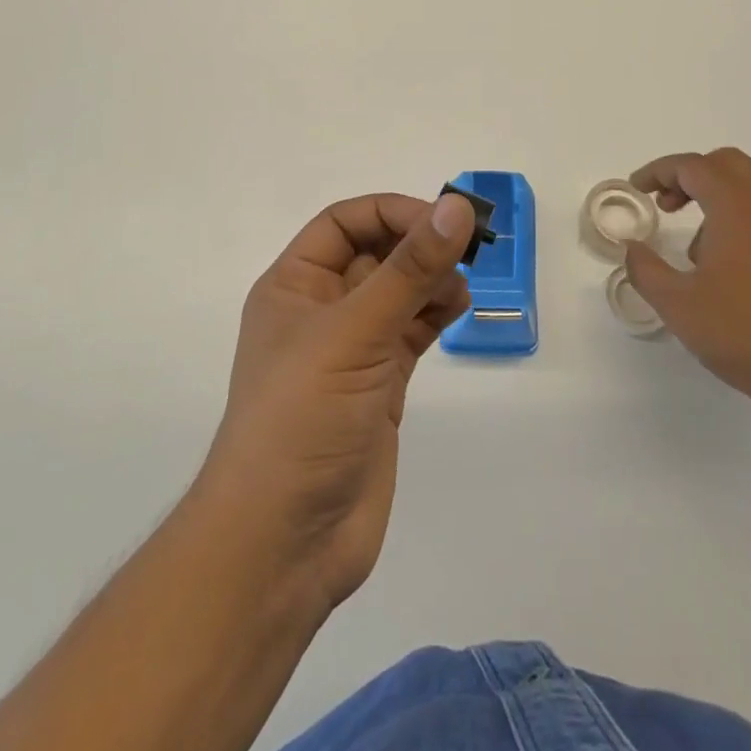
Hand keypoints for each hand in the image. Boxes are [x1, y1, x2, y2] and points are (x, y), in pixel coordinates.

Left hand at [192, 191, 474, 613]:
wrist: (283, 545)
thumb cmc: (302, 419)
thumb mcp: (354, 333)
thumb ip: (409, 269)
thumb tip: (456, 206)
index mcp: (294, 285)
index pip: (345, 223)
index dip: (392, 212)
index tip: (442, 221)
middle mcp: (321, 310)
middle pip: (375, 252)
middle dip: (418, 244)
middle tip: (467, 248)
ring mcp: (352, 350)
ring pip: (398, 292)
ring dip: (431, 278)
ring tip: (460, 287)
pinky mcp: (379, 385)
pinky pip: (411, 330)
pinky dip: (435, 313)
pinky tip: (457, 309)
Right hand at [624, 147, 750, 426]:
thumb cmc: (745, 334)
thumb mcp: (678, 305)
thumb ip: (645, 269)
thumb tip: (632, 248)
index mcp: (738, 206)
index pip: (692, 166)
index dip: (658, 171)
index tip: (637, 189)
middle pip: (726, 163)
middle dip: (690, 176)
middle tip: (665, 205)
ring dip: (717, 197)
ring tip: (696, 248)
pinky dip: (743, 217)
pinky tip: (732, 267)